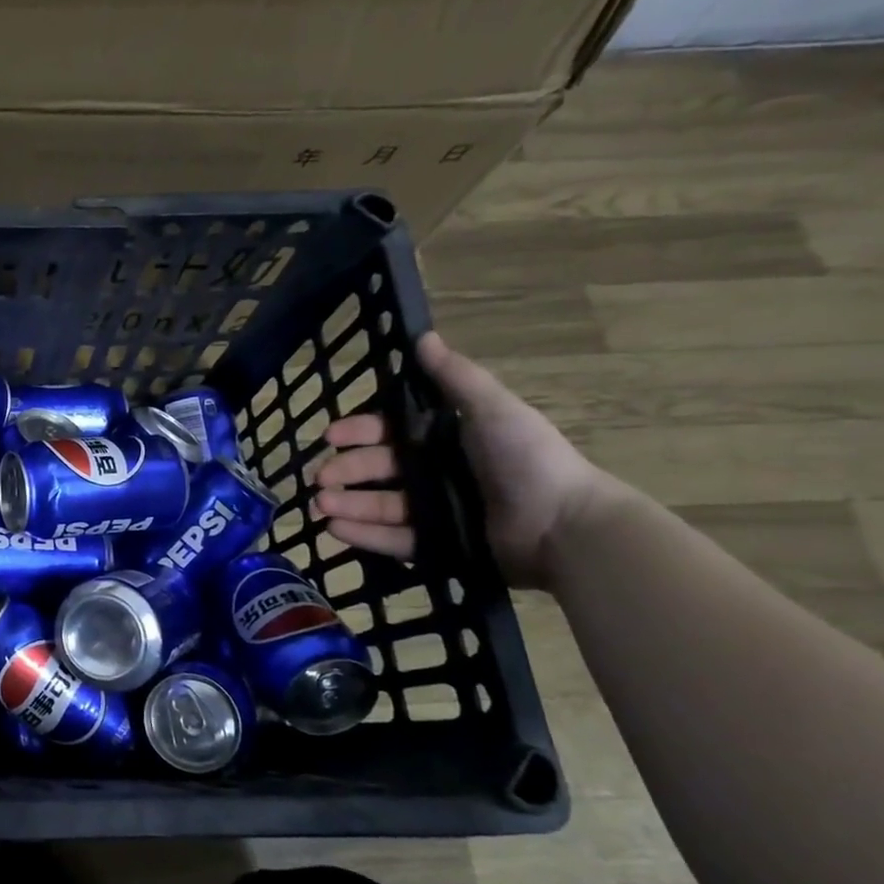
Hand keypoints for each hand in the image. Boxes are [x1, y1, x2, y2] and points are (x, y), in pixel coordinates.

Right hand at [311, 332, 611, 588]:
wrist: (565, 527)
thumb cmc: (527, 461)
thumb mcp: (492, 410)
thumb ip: (455, 377)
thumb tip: (423, 335)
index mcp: (446, 439)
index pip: (391, 432)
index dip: (359, 431)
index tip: (331, 435)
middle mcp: (437, 473)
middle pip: (379, 470)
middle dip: (345, 472)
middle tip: (318, 480)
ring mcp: (436, 512)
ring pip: (379, 505)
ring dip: (347, 505)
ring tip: (319, 507)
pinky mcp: (438, 547)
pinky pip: (394, 540)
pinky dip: (364, 535)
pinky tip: (336, 530)